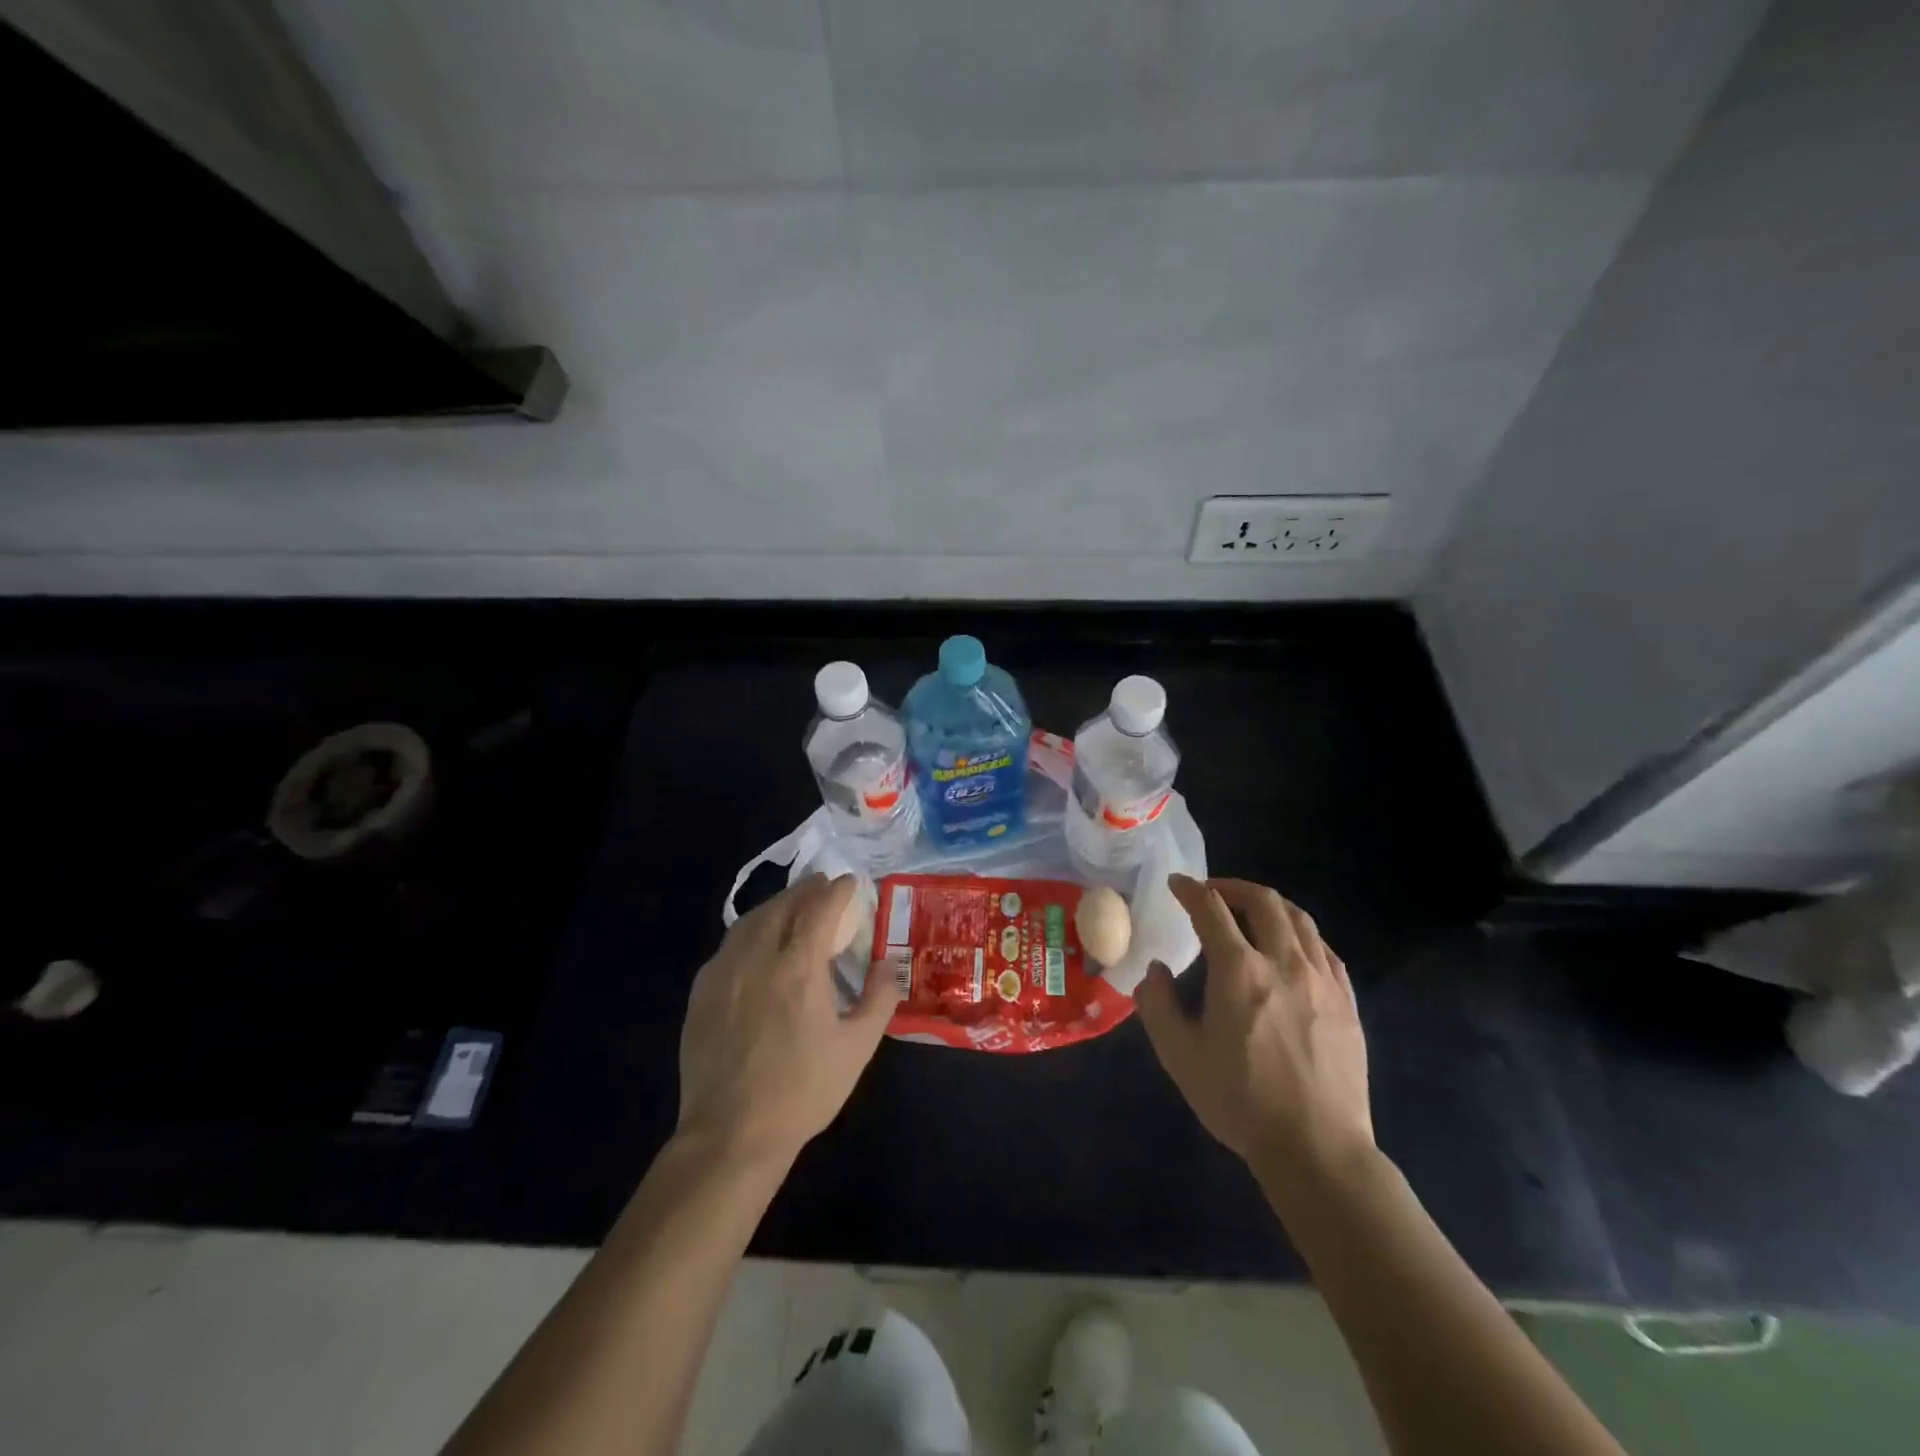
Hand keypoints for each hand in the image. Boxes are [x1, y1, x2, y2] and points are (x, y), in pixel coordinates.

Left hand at [676, 874, 897, 1162]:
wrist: (731, 1134)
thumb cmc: (803, 1091)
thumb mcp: (857, 1048)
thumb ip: (879, 999)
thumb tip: (888, 964)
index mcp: (799, 968)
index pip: (820, 909)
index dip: (838, 891)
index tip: (851, 882)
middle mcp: (758, 958)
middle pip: (782, 906)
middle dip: (805, 890)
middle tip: (822, 884)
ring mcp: (723, 973)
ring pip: (750, 921)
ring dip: (775, 905)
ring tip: (791, 905)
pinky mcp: (701, 992)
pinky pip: (728, 945)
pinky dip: (749, 931)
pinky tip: (756, 944)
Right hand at [1135, 875, 1373, 1197]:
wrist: (1317, 1149)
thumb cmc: (1240, 1101)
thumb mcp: (1179, 1056)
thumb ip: (1158, 1004)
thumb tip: (1156, 970)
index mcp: (1239, 971)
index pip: (1211, 909)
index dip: (1190, 890)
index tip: (1176, 884)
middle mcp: (1284, 963)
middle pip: (1263, 901)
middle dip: (1233, 887)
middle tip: (1213, 893)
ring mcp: (1322, 981)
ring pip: (1299, 920)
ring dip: (1270, 905)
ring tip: (1252, 912)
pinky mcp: (1346, 1003)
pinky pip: (1325, 950)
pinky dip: (1301, 935)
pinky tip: (1291, 949)